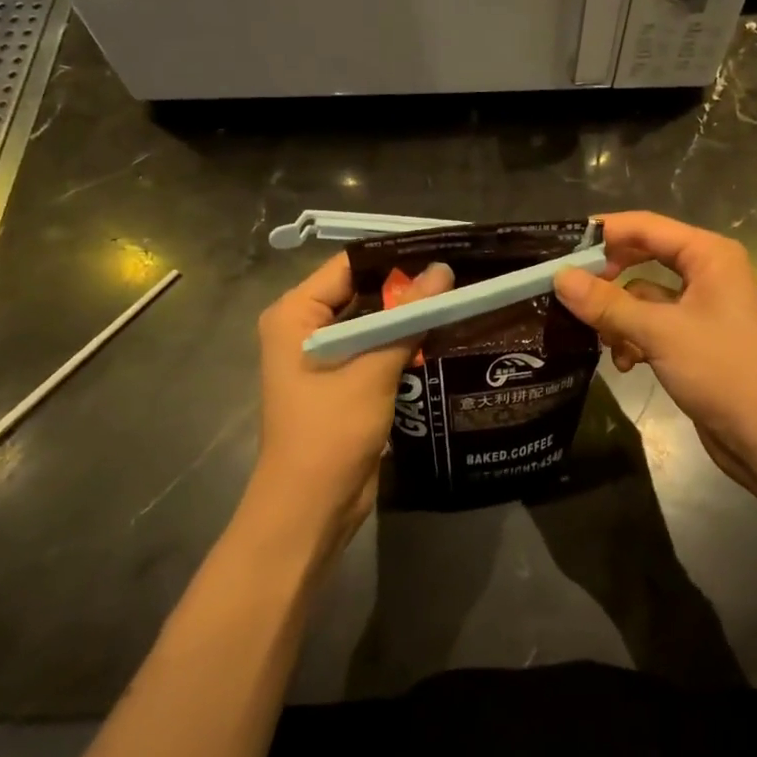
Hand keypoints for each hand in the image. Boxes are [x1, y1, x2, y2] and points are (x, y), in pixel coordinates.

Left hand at [248, 253, 452, 551]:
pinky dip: (404, 343)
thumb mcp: (372, 369)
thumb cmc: (330, 432)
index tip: (443, 248)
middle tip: (460, 273)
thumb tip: (444, 271)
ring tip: (459, 297)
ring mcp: (324, 356)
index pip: (349, 266)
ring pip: (373, 322)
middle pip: (362, 292)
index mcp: (295, 314)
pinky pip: (376, 349)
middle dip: (407, 286)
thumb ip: (407, 318)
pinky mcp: (343, 381)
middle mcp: (305, 328)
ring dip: (409, 316)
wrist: (311, 508)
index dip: (394, 257)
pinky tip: (443, 334)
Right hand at [553, 212, 756, 496]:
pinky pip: (653, 324)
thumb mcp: (658, 333)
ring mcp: (702, 306)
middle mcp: (707, 272)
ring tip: (602, 340)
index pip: (646, 226)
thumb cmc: (721, 371)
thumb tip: (559, 277)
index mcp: (709, 255)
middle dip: (608, 279)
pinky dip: (635, 339)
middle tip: (570, 292)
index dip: (604, 232)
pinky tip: (625, 363)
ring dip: (619, 317)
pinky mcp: (694, 338)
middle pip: (643, 258)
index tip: (560, 248)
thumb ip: (607, 303)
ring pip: (643, 296)